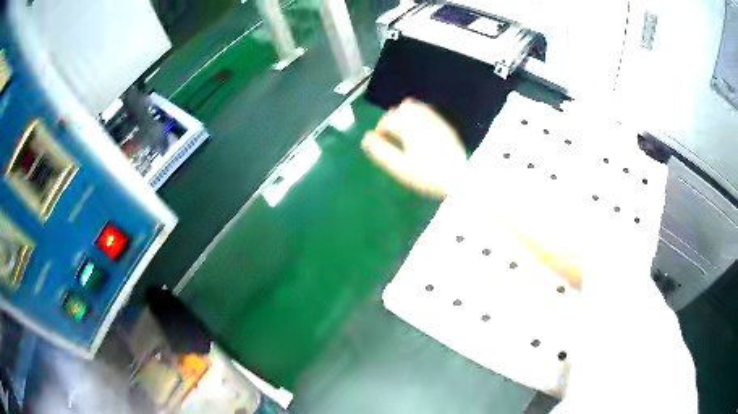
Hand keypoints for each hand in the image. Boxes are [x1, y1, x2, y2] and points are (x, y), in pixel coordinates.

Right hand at [362, 99, 467, 197]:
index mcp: (409, 127)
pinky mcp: (444, 126)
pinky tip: (419, 129)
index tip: (380, 141)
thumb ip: (381, 151)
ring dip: (404, 115)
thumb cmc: (427, 175)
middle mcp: (421, 118)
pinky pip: (427, 112)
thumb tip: (366, 138)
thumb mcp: (400, 167)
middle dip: (392, 119)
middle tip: (390, 135)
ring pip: (414, 107)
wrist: (461, 178)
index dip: (380, 130)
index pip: (388, 120)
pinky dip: (418, 115)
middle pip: (400, 109)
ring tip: (403, 131)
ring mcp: (435, 120)